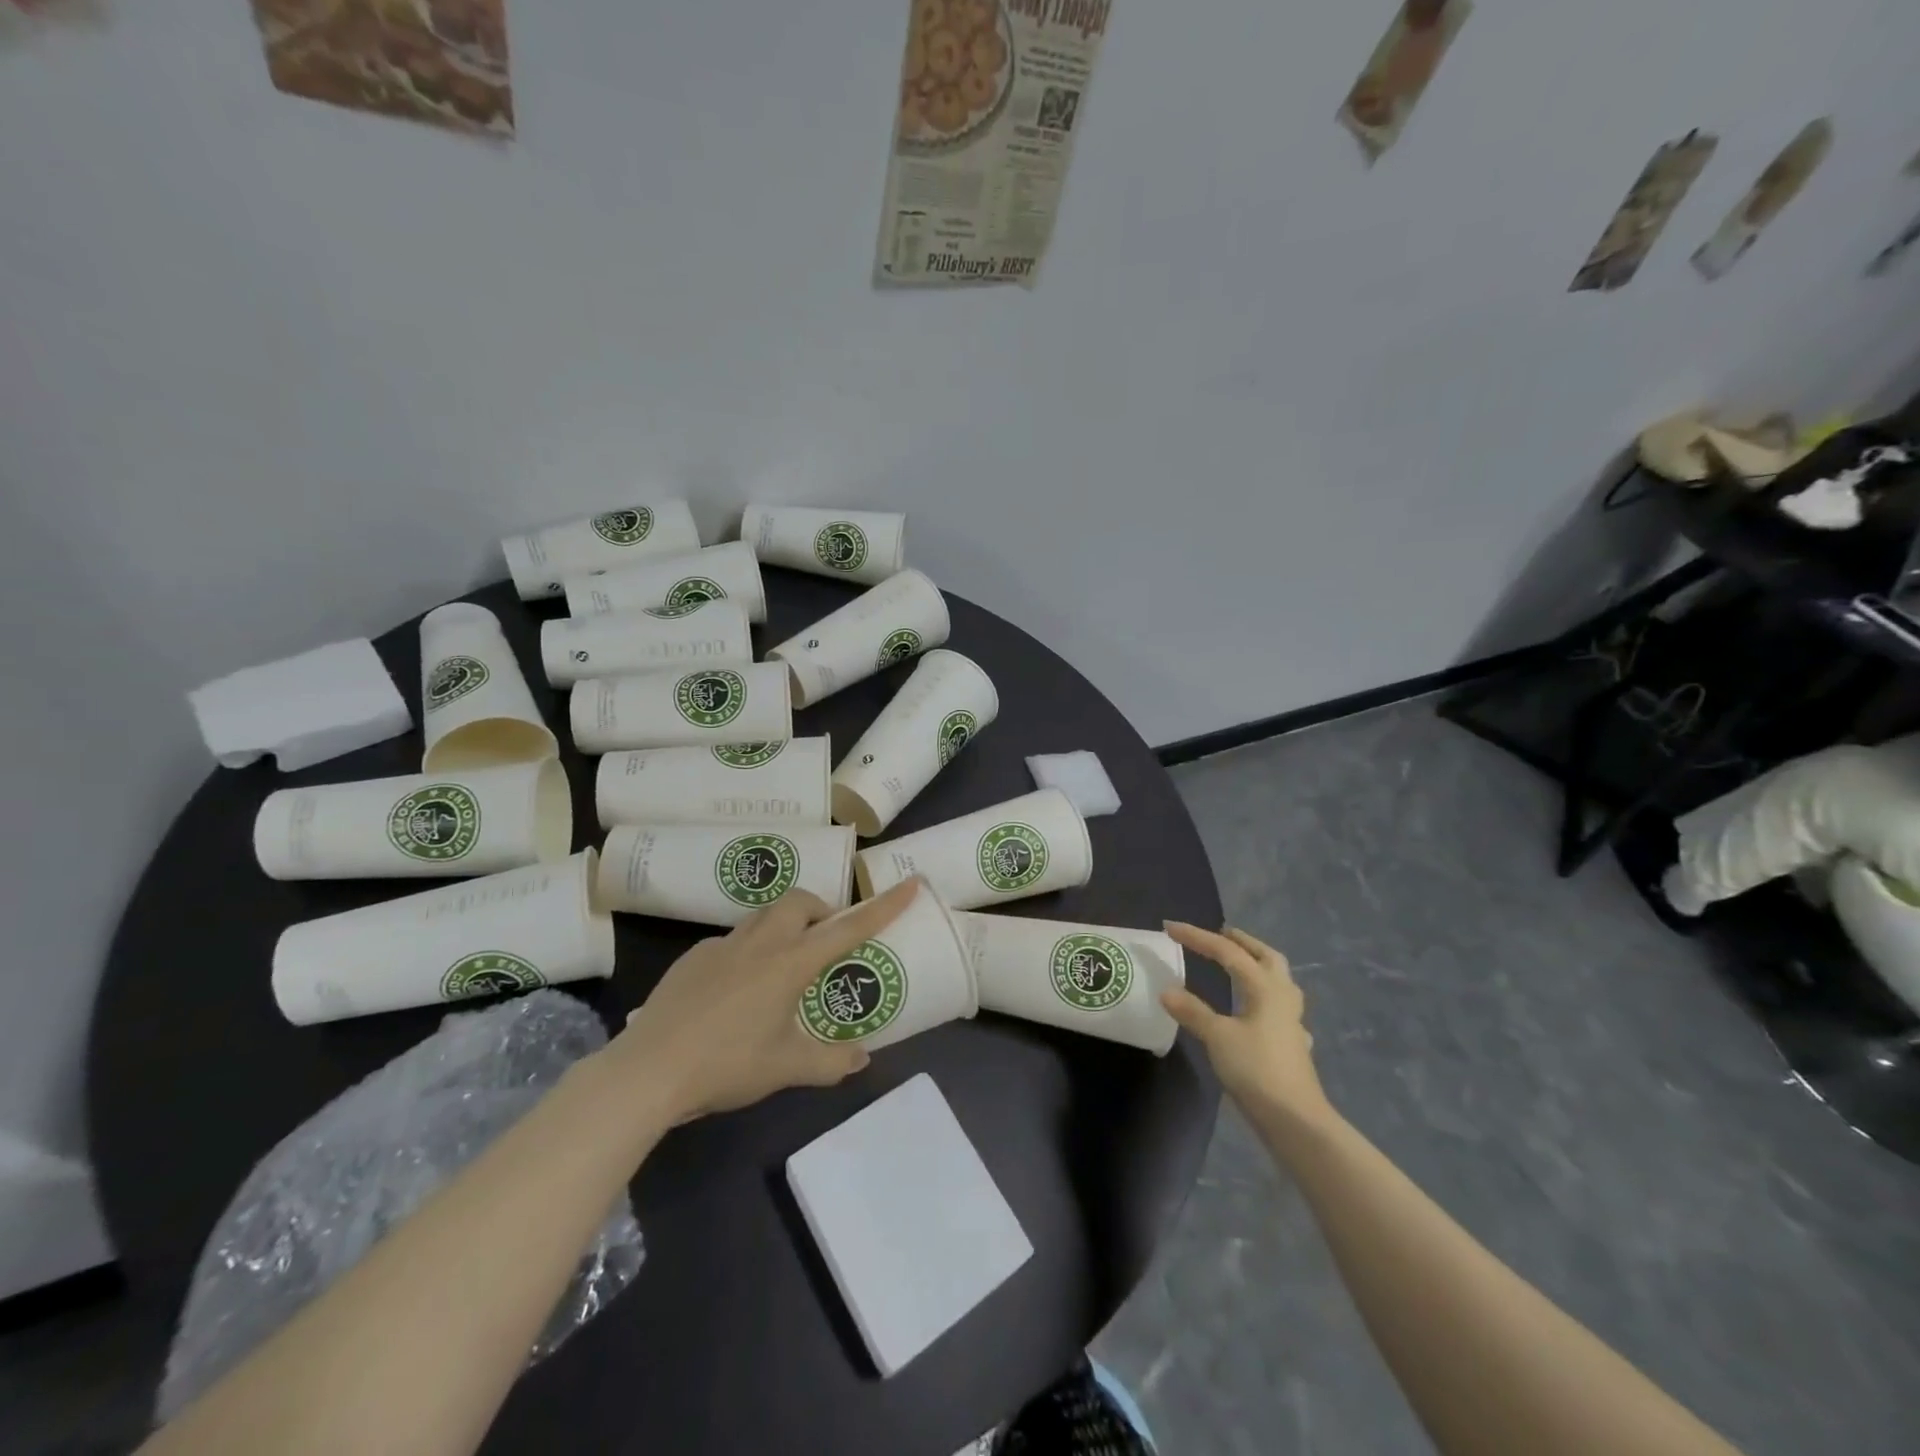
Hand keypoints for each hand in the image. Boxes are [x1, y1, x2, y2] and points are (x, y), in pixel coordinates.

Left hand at [612, 879, 921, 1123]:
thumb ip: (829, 1062)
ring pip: (763, 915)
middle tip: (825, 941)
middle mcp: (760, 943)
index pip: (848, 928)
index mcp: (790, 963)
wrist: (648, 1069)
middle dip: (820, 909)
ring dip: (784, 924)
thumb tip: (861, 1057)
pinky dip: (748, 949)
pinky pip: (732, 940)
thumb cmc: (726, 1065)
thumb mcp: (786, 1068)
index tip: (911, 883)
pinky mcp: (693, 957)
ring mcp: (722, 946)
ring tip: (783, 963)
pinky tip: (736, 989)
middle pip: (800, 901)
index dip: (884, 905)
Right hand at [1161, 923, 1334, 1132]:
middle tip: (1221, 934)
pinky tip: (1258, 1012)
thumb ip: (1192, 1011)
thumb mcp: (1217, 1037)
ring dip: (1259, 965)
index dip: (1197, 937)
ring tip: (1239, 964)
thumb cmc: (1256, 1070)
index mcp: (1264, 988)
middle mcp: (1282, 997)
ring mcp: (1292, 1022)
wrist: (1295, 1120)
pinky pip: (1280, 1009)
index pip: (1227, 952)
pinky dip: (1265, 999)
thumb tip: (1166, 990)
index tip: (1170, 928)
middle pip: (1266, 957)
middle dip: (1243, 942)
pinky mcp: (1292, 1044)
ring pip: (1279, 980)